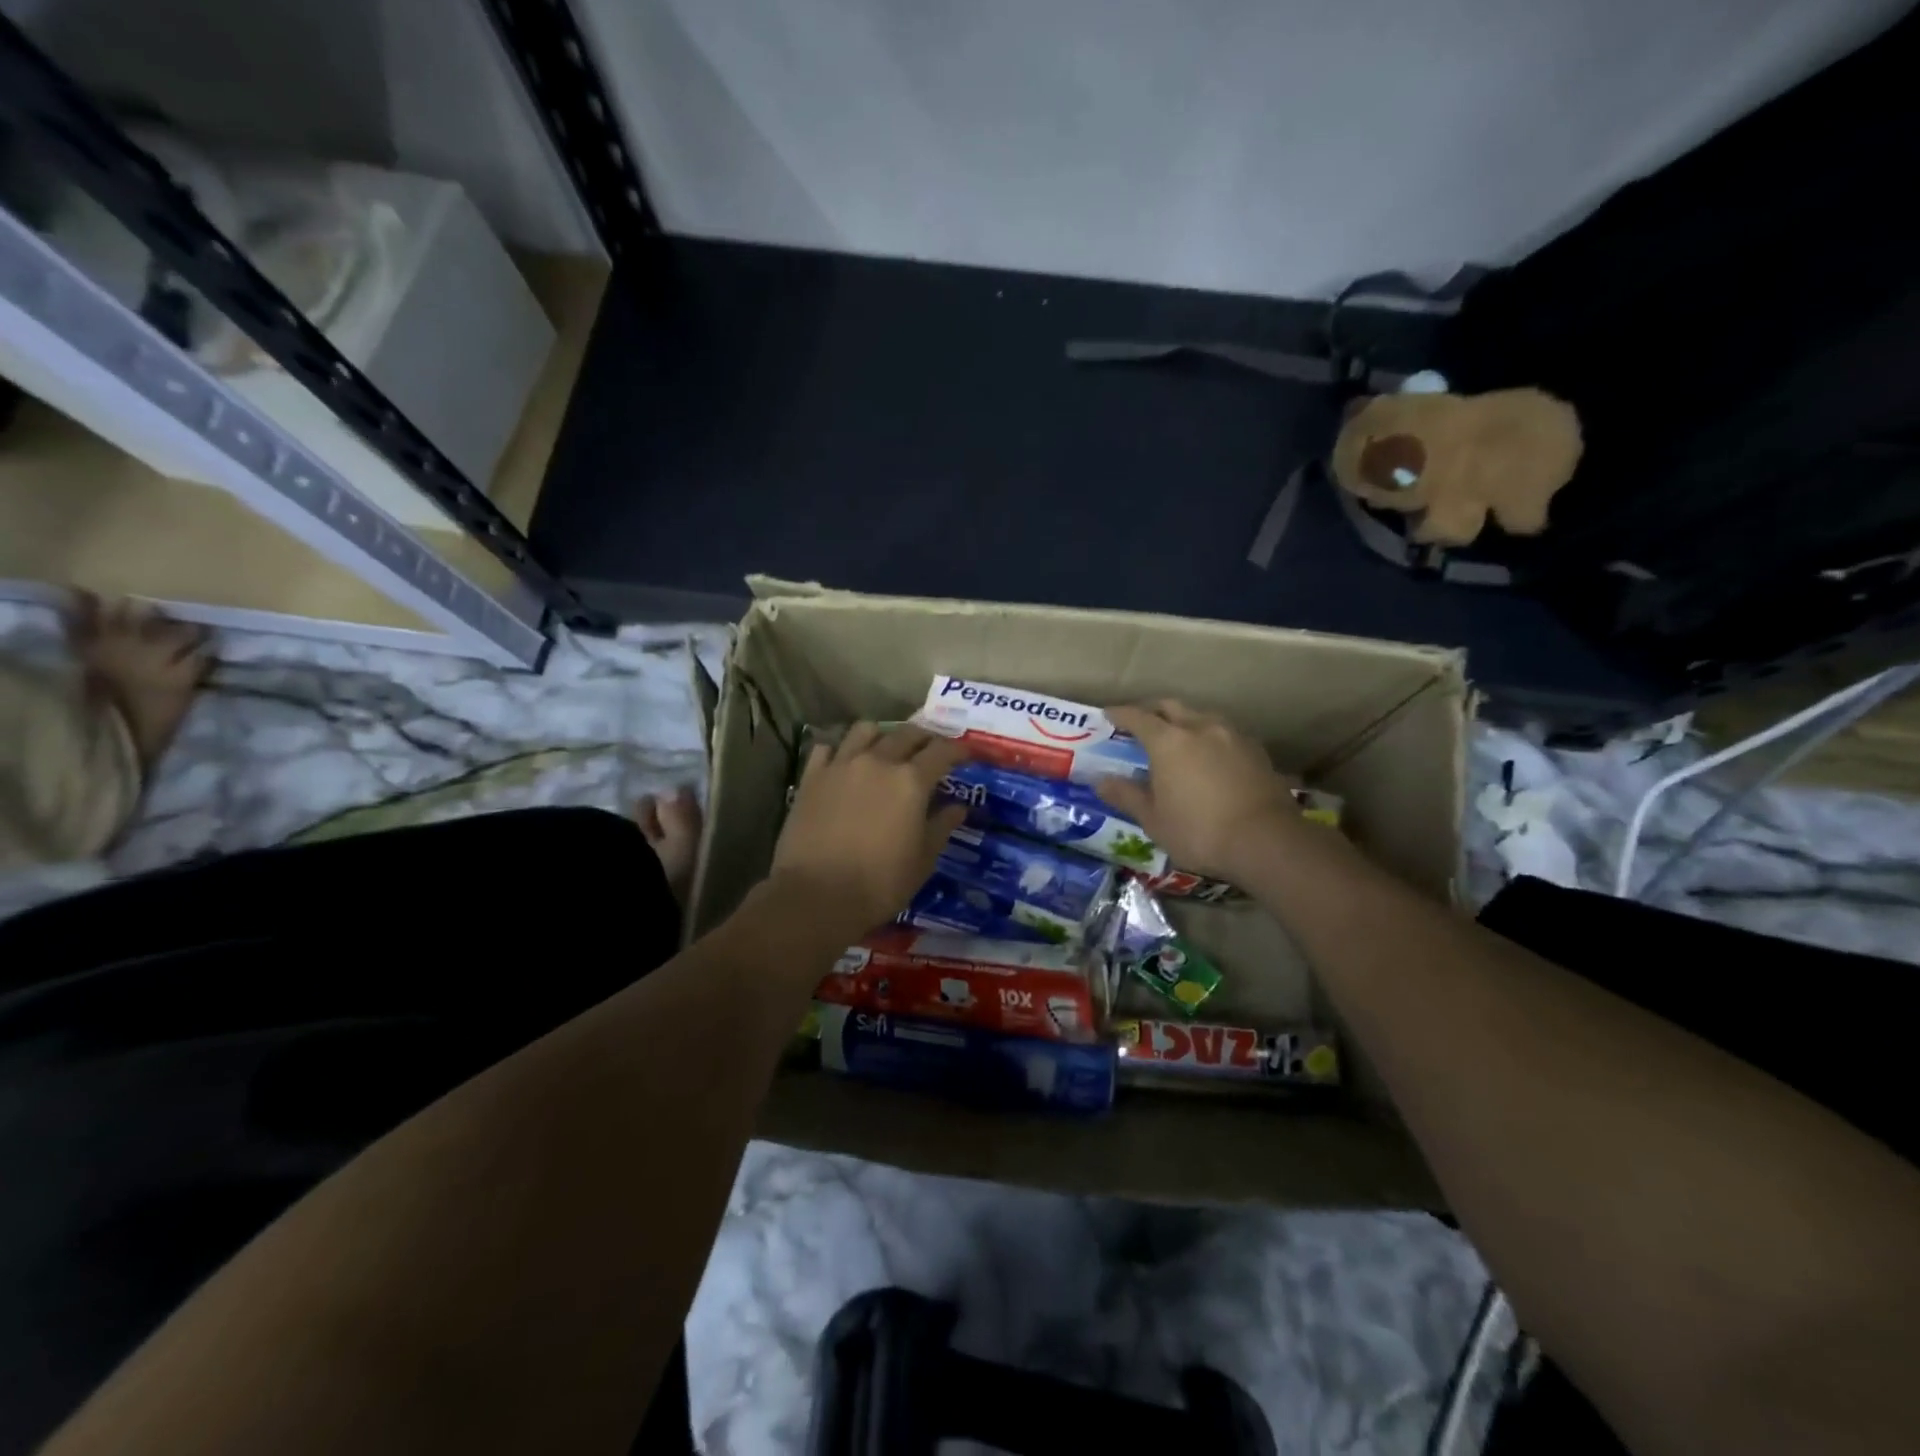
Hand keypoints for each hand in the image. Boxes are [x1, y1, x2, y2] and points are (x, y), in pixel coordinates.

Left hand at [770, 724, 968, 934]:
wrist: (816, 896)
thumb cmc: (880, 884)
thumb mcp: (923, 860)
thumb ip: (941, 827)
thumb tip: (958, 807)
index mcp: (911, 781)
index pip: (942, 751)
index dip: (959, 749)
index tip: (967, 754)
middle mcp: (878, 761)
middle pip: (907, 734)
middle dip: (925, 738)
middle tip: (932, 751)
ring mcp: (841, 765)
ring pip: (865, 730)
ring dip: (883, 735)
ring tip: (886, 750)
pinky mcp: (811, 777)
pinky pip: (828, 748)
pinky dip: (841, 751)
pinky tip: (845, 764)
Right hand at [1095, 701, 1302, 880]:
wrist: (1267, 841)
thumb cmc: (1199, 831)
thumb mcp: (1154, 820)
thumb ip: (1126, 795)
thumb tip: (1100, 781)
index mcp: (1169, 741)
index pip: (1138, 717)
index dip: (1120, 714)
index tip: (1108, 715)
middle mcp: (1201, 728)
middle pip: (1172, 707)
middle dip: (1153, 710)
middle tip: (1141, 722)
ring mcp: (1233, 736)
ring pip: (1202, 717)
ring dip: (1185, 721)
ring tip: (1178, 738)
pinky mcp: (1257, 751)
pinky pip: (1226, 734)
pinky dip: (1210, 738)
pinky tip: (1211, 757)